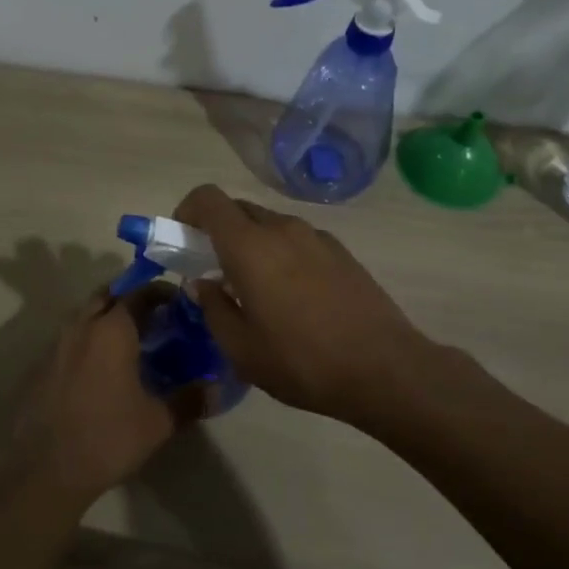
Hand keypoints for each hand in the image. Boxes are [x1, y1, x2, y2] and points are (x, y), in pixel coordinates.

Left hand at [6, 287, 185, 506]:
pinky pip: (71, 338)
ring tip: (132, 341)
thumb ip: (191, 399)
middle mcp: (82, 326)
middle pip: (108, 296)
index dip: (160, 292)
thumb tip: (219, 389)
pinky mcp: (42, 365)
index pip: (139, 293)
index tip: (178, 302)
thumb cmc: (108, 437)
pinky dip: (90, 339)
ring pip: (86, 315)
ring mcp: (57, 344)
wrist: (46, 469)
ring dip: (108, 317)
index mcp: (112, 330)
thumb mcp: (159, 422)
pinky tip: (103, 367)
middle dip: (131, 298)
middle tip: (155, 316)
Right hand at [173, 184, 436, 422]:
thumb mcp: (241, 349)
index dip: (187, 211)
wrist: (386, 369)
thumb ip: (212, 307)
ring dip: (250, 245)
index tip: (182, 241)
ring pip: (268, 225)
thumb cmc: (303, 361)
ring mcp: (316, 236)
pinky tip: (293, 298)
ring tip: (256, 291)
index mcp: (250, 246)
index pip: (207, 199)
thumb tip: (202, 283)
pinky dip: (280, 254)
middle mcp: (282, 228)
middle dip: (216, 232)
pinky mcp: (340, 251)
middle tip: (214, 272)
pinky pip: (296, 240)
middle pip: (237, 209)